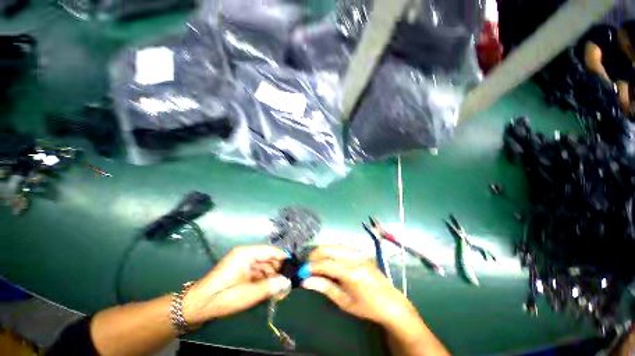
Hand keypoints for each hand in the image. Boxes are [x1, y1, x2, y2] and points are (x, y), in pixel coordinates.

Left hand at [183, 245, 290, 324]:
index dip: (283, 258)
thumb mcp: (247, 294)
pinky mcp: (242, 270)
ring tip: (281, 289)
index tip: (294, 268)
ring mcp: (244, 262)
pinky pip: (258, 272)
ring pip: (265, 266)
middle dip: (279, 270)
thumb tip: (287, 282)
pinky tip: (271, 289)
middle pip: (269, 258)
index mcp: (246, 254)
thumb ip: (269, 287)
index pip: (271, 250)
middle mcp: (246, 254)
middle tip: (288, 282)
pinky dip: (265, 280)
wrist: (197, 306)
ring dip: (273, 276)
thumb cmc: (222, 297)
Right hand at [301, 245, 418, 326]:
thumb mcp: (344, 302)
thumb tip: (305, 281)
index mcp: (351, 273)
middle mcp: (354, 258)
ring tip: (314, 261)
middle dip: (314, 255)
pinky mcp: (360, 252)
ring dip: (322, 250)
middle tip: (306, 265)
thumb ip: (324, 288)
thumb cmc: (367, 307)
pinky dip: (331, 249)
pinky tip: (327, 256)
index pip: (325, 264)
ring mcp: (358, 253)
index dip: (311, 266)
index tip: (301, 272)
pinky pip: (341, 246)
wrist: (391, 302)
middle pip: (328, 249)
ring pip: (334, 244)